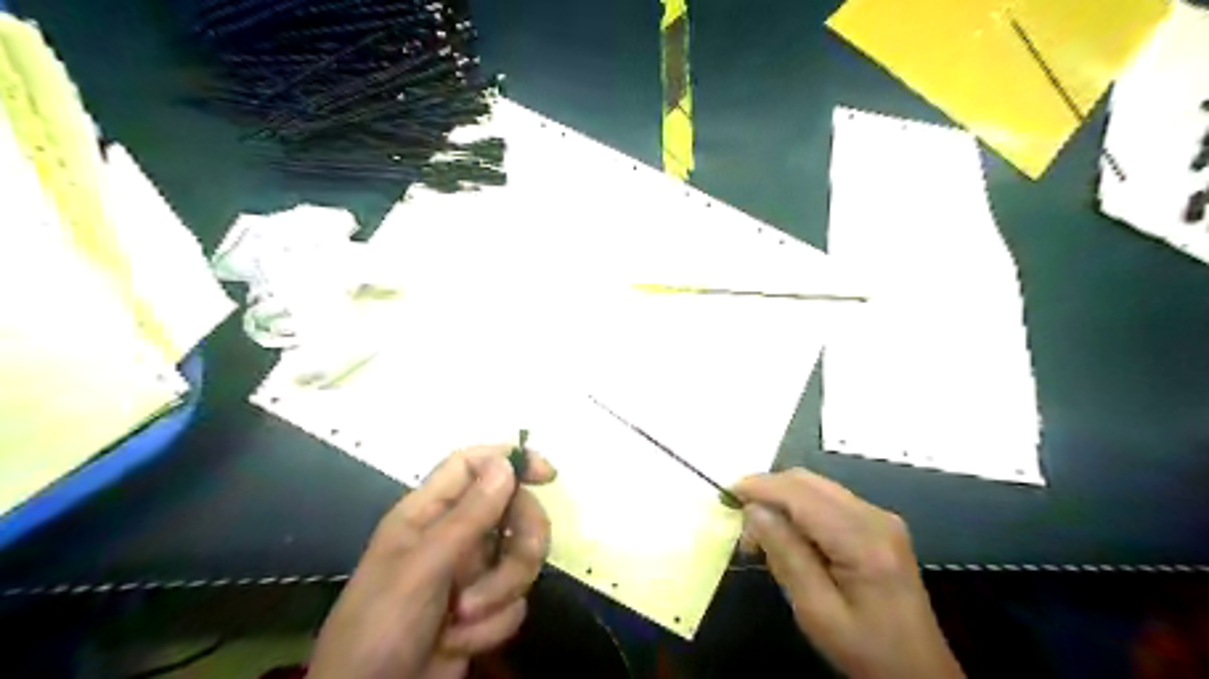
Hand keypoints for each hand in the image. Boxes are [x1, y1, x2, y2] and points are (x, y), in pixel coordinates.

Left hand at [311, 446, 555, 678]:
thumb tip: (507, 463)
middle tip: (513, 566)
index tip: (547, 475)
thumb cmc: (381, 626)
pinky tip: (457, 642)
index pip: (474, 465)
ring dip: (501, 592)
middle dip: (520, 543)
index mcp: (428, 513)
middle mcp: (454, 535)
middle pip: (512, 511)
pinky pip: (515, 600)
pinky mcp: (485, 608)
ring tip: (465, 619)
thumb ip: (468, 516)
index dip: (510, 461)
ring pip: (520, 557)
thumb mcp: (423, 567)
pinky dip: (492, 625)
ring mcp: (471, 572)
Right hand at [736, 470, 965, 677]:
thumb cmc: (866, 650)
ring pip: (816, 486)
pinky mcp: (878, 524)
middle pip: (808, 481)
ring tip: (759, 535)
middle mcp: (874, 516)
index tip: (726, 493)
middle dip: (768, 491)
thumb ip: (785, 555)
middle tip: (740, 523)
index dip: (760, 487)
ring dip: (781, 499)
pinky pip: (827, 500)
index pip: (801, 494)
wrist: (918, 673)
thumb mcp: (816, 612)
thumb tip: (754, 511)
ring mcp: (880, 517)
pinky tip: (787, 534)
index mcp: (863, 540)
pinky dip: (799, 508)